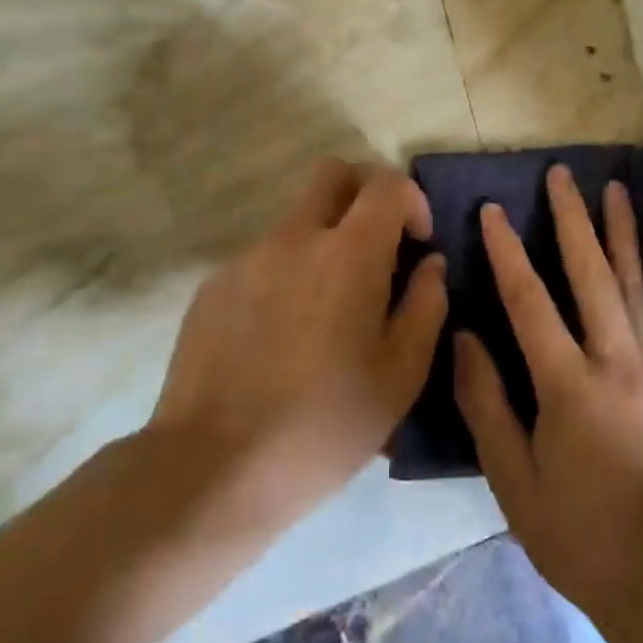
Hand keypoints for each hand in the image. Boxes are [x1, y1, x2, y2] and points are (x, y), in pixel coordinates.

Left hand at [150, 158, 447, 527]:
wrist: (213, 469)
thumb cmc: (325, 424)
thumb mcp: (401, 374)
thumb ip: (426, 304)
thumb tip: (429, 264)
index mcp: (349, 253)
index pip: (386, 183)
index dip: (411, 200)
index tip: (417, 244)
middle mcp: (295, 238)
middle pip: (332, 173)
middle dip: (363, 194)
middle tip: (376, 248)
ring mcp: (247, 259)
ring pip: (296, 220)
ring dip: (323, 241)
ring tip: (327, 313)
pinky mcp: (213, 286)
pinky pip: (263, 259)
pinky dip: (286, 274)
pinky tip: (282, 337)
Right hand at [454, 164, 642, 626]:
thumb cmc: (575, 532)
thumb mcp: (512, 480)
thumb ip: (486, 403)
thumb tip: (465, 337)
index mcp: (568, 385)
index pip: (530, 302)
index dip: (507, 252)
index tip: (493, 210)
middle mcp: (615, 361)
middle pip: (591, 275)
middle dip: (573, 220)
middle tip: (562, 174)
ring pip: (636, 285)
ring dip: (623, 233)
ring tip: (615, 189)